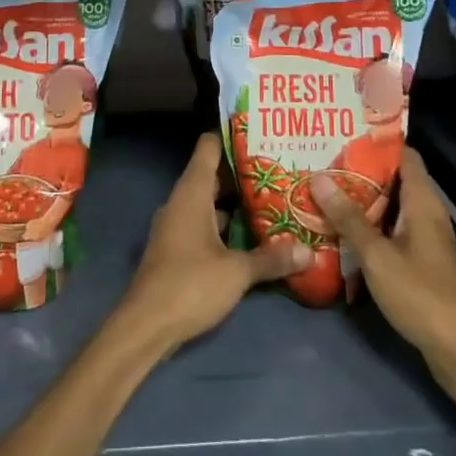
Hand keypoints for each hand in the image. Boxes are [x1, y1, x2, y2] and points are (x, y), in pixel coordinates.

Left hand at [116, 135, 311, 352]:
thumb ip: (271, 258)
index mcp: (191, 194)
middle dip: (243, 173)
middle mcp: (181, 203)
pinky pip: (205, 226)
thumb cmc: (190, 285)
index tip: (259, 131)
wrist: (147, 324)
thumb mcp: (236, 272)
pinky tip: (252, 236)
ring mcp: (176, 226)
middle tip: (280, 168)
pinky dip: (226, 226)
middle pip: (212, 176)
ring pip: (209, 204)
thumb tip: (308, 250)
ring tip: (273, 199)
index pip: (208, 149)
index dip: (231, 136)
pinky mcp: (177, 249)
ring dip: (236, 203)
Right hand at [313, 149, 455, 369]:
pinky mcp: (420, 261)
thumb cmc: (419, 292)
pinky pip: (391, 230)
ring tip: (324, 191)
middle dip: (360, 172)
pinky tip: (341, 230)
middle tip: (322, 163)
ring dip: (362, 201)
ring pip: (391, 207)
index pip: (404, 156)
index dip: (376, 143)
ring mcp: (425, 239)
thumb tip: (318, 178)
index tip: (342, 135)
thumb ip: (348, 217)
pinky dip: (370, 225)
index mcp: (423, 202)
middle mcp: (427, 214)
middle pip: (394, 180)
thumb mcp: (376, 254)